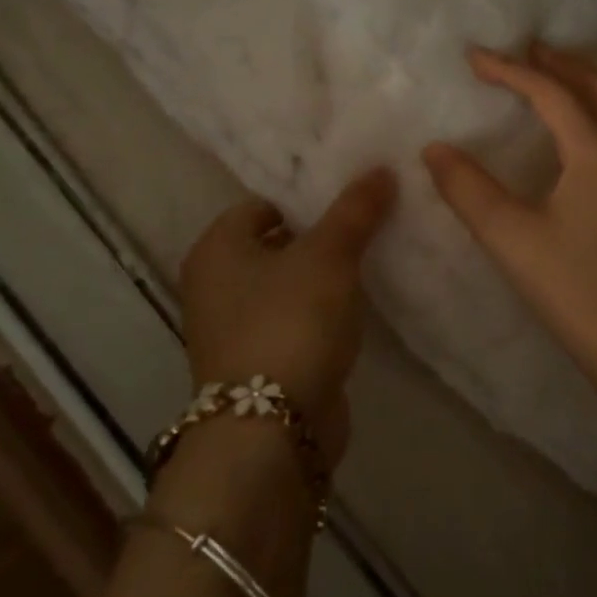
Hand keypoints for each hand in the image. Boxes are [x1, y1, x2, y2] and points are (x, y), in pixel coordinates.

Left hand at [177, 168, 396, 464]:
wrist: (274, 429)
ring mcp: (235, 328)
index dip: (307, 197)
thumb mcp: (330, 254)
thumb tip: (381, 167)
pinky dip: (324, 310)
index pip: (263, 204)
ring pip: (290, 283)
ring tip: (375, 255)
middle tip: (371, 221)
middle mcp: (215, 285)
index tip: (353, 196)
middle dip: (322, 234)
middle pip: (277, 242)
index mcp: (216, 249)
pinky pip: (297, 318)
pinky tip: (362, 303)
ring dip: (326, 274)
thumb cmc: (291, 322)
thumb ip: (356, 209)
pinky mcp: (261, 362)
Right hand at [423, 44, 596, 397]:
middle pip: (595, 87)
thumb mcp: (511, 239)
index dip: (509, 70)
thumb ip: (468, 189)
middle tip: (526, 50)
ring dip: (590, 82)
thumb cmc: (576, 289)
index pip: (549, 92)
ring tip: (562, 74)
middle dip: (558, 64)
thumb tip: (435, 149)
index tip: (473, 56)